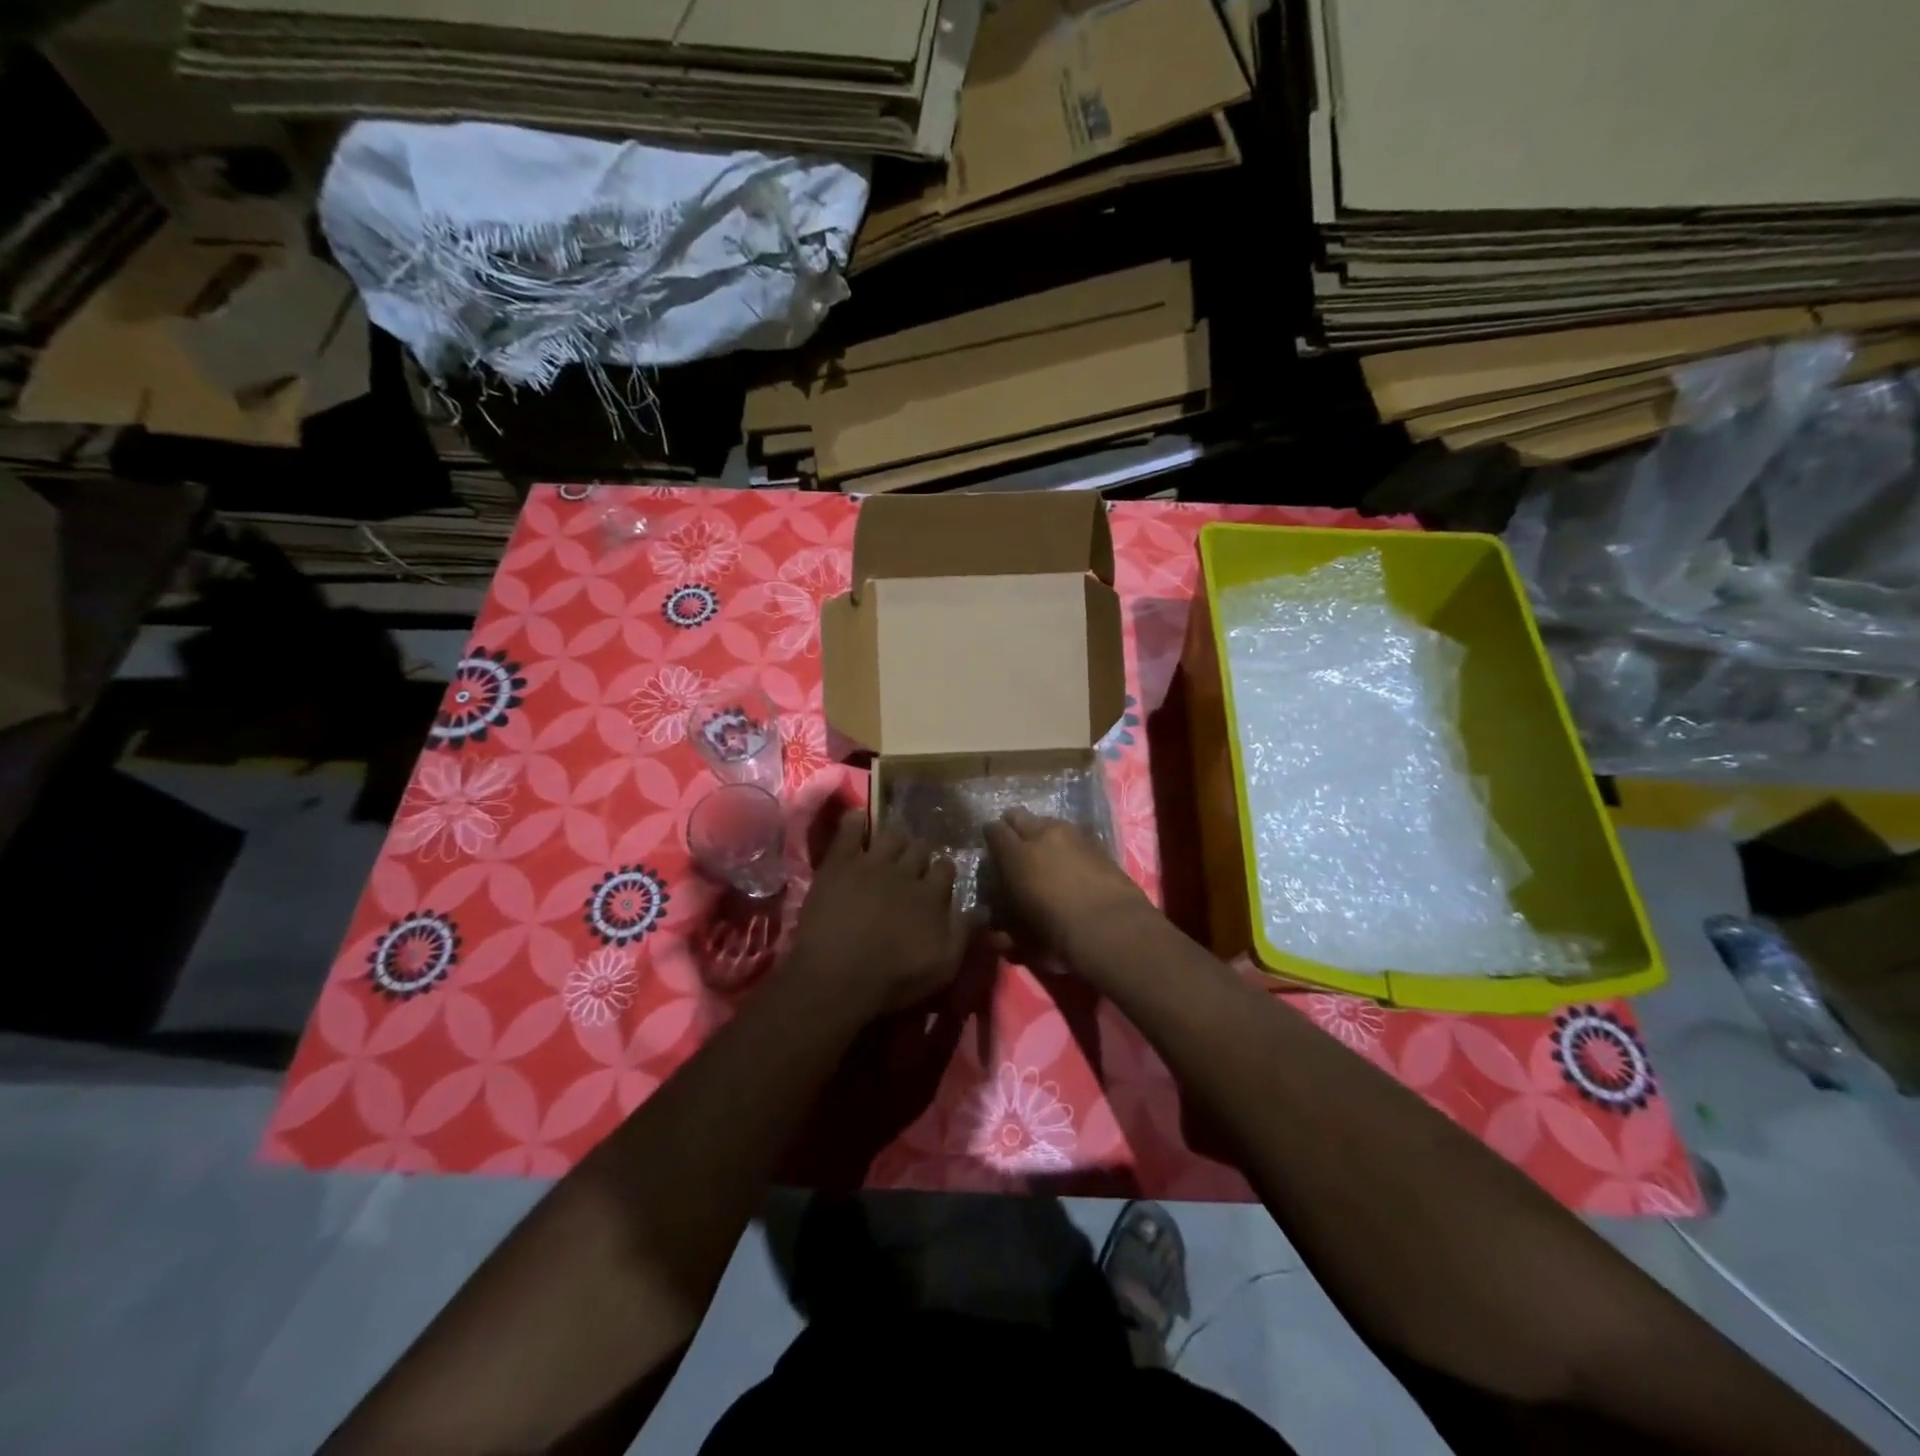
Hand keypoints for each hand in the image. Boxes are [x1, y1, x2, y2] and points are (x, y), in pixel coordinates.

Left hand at [789, 816, 969, 1015]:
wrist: (836, 977)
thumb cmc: (893, 979)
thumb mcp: (943, 966)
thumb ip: (966, 934)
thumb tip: (987, 909)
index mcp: (932, 895)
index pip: (946, 869)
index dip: (942, 873)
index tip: (938, 880)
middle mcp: (906, 872)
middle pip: (920, 849)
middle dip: (919, 855)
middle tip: (912, 866)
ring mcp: (871, 863)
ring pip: (891, 836)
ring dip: (893, 840)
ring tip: (888, 850)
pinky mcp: (840, 862)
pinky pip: (850, 828)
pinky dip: (856, 822)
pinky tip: (859, 822)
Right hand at [983, 808, 1154, 966]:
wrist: (1112, 929)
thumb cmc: (1057, 936)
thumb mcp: (1022, 941)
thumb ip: (1003, 932)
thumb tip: (992, 932)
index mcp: (1015, 855)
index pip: (993, 830)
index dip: (990, 837)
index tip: (990, 848)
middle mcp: (1040, 835)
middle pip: (1019, 816)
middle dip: (1013, 826)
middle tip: (1014, 845)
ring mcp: (1072, 834)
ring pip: (1048, 821)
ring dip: (1041, 832)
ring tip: (1044, 851)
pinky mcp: (1097, 842)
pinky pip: (1073, 834)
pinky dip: (1067, 843)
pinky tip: (1071, 859)